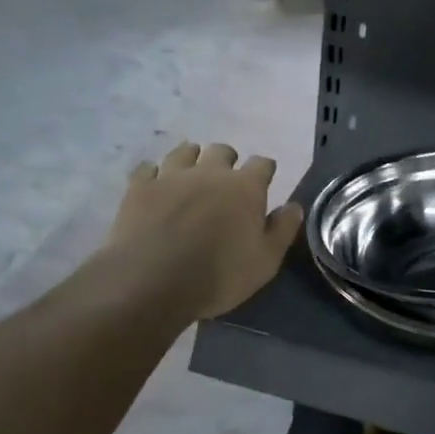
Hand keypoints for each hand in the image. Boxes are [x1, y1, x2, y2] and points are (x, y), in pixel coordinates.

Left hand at [91, 141, 302, 320]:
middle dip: (227, 160)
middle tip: (226, 180)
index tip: (264, 181)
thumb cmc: (218, 275)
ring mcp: (171, 176)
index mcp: (245, 187)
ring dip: (191, 159)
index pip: (262, 164)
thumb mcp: (265, 262)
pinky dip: (153, 174)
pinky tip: (155, 185)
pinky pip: (147, 169)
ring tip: (191, 174)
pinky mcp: (140, 188)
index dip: (264, 170)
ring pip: (184, 152)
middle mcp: (210, 172)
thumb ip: (282, 230)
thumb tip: (294, 206)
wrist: (152, 282)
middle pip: (222, 151)